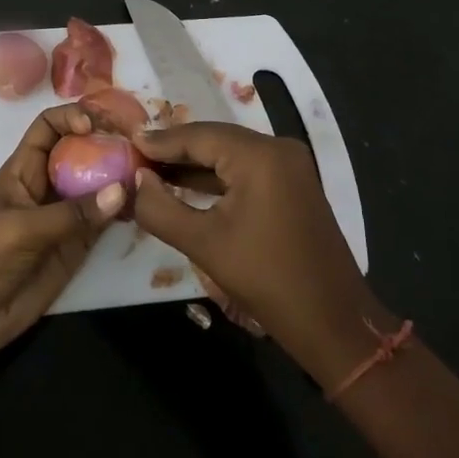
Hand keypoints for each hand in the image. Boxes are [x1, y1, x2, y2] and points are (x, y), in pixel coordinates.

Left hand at [0, 104, 124, 358]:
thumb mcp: (21, 229)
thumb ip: (71, 214)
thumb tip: (122, 191)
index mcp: (24, 169)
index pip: (49, 127)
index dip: (71, 117)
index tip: (96, 126)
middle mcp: (48, 185)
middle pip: (81, 151)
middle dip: (107, 143)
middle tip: (141, 144)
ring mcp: (64, 215)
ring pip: (97, 185)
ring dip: (121, 177)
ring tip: (152, 173)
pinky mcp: (76, 246)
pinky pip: (104, 221)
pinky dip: (124, 212)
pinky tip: (144, 208)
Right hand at [132, 123, 389, 386]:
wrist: (333, 323)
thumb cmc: (266, 280)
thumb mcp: (202, 243)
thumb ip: (160, 207)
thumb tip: (136, 180)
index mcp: (259, 155)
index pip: (197, 135)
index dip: (159, 141)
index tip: (125, 143)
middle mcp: (277, 148)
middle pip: (214, 139)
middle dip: (174, 150)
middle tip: (133, 157)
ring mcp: (290, 166)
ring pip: (229, 154)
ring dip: (193, 164)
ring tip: (151, 171)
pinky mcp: (293, 185)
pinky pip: (245, 170)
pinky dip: (216, 177)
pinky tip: (186, 185)